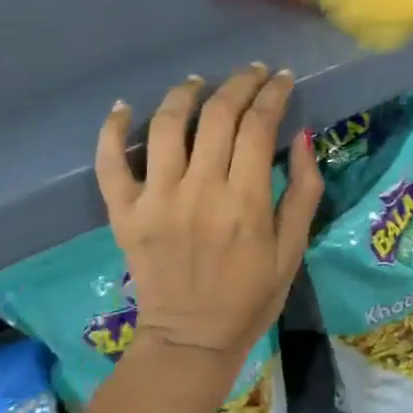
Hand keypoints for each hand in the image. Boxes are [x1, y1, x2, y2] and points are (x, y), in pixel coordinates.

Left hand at [94, 64, 321, 366]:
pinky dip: (113, 130)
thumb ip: (302, 191)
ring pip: (168, 126)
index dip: (273, 94)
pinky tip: (124, 107)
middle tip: (252, 73)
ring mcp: (156, 200)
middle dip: (239, 84)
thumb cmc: (250, 296)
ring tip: (199, 82)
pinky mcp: (124, 213)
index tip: (283, 79)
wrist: (190, 340)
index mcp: (244, 202)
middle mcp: (198, 191)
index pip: (258, 125)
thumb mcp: (293, 249)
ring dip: (185, 93)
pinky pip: (110, 163)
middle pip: (217, 115)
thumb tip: (302, 136)